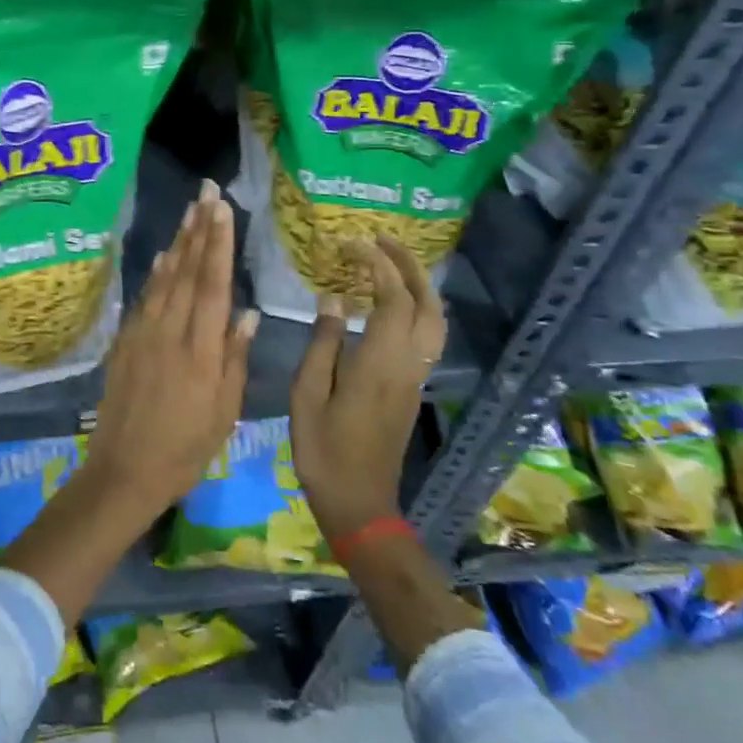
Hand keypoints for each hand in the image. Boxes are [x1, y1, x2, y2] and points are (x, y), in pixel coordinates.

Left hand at [84, 179, 255, 523]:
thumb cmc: (185, 449)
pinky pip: (144, 297)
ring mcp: (143, 333)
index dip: (218, 243)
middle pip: (187, 271)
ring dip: (178, 242)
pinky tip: (163, 255)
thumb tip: (246, 313)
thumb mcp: (223, 412)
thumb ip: (234, 358)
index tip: (222, 209)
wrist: (124, 470)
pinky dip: (156, 273)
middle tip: (205, 192)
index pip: (213, 285)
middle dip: (199, 228)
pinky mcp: (125, 341)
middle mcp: (170, 331)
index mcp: (200, 350)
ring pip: (164, 278)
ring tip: (189, 211)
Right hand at [290, 237, 444, 542]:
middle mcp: (408, 364)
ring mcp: (415, 377)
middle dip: (409, 265)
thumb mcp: (308, 394)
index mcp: (380, 362)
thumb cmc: (324, 449)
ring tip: (389, 262)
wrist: (359, 503)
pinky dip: (416, 306)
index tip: (352, 244)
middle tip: (381, 240)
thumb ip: (323, 342)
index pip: (393, 298)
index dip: (377, 264)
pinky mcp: (413, 388)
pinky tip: (390, 301)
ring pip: (435, 320)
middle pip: (427, 303)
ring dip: (419, 285)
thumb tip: (333, 298)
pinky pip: (426, 335)